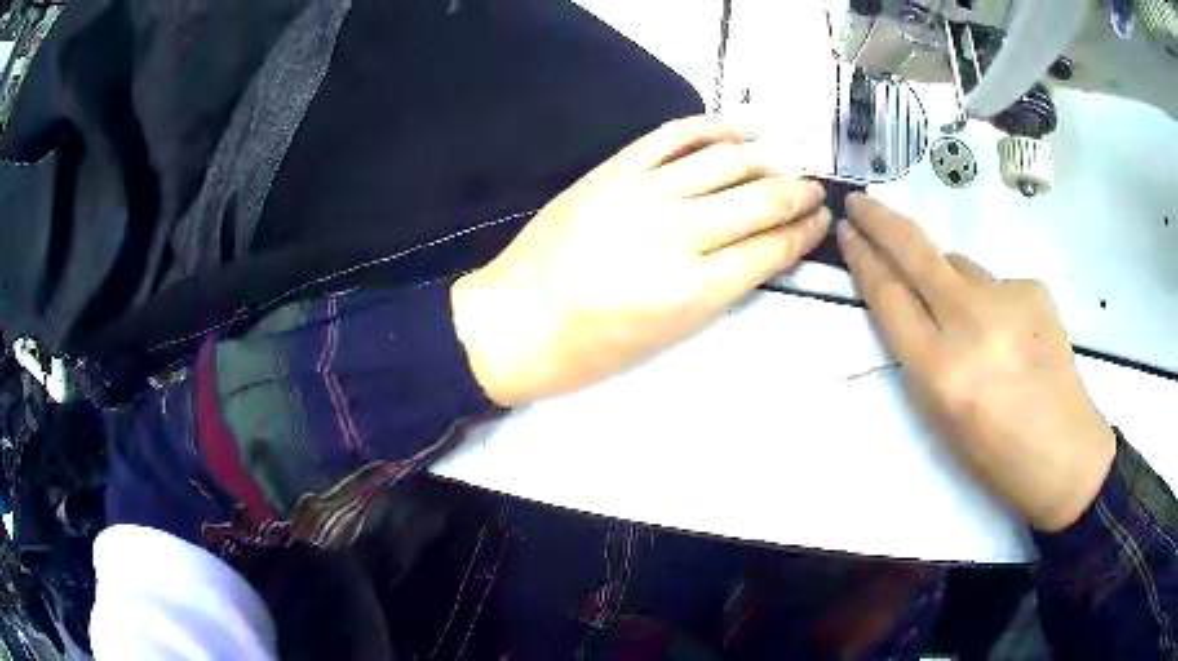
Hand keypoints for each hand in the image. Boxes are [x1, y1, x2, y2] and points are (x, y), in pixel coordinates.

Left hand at [452, 116, 829, 406]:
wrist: (514, 322)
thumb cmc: (588, 349)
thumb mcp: (666, 337)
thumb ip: (717, 288)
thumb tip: (758, 250)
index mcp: (692, 290)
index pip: (771, 248)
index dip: (805, 233)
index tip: (820, 223)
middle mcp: (676, 234)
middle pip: (760, 200)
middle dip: (800, 195)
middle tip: (817, 193)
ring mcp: (643, 193)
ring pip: (727, 163)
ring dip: (768, 161)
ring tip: (788, 166)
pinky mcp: (614, 171)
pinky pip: (675, 136)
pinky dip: (716, 126)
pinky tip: (746, 127)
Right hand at [837, 194, 1115, 531]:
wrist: (1065, 452)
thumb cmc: (996, 454)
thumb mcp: (941, 418)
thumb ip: (921, 355)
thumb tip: (917, 302)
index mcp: (941, 371)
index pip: (890, 298)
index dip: (864, 261)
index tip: (847, 233)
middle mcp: (971, 322)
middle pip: (916, 253)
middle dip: (881, 222)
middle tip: (860, 203)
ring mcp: (1007, 297)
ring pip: (958, 265)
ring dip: (946, 277)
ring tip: (967, 321)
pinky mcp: (1032, 287)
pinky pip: (993, 282)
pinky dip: (989, 300)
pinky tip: (1009, 335)